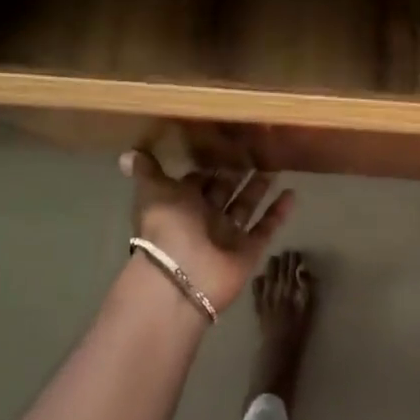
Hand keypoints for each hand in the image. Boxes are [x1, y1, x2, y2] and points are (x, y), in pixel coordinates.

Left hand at [121, 149, 294, 313]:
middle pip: (225, 191)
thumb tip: (126, 153)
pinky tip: (292, 193)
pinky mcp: (248, 251)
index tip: (227, 143)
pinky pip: (266, 228)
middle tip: (257, 148)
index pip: (198, 180)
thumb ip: (146, 171)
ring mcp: (228, 236)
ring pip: (246, 207)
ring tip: (276, 165)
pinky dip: (279, 213)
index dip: (210, 164)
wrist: (181, 276)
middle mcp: (205, 218)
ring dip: (259, 188)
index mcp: (182, 203)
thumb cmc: (166, 226)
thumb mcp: (152, 192)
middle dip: (238, 172)